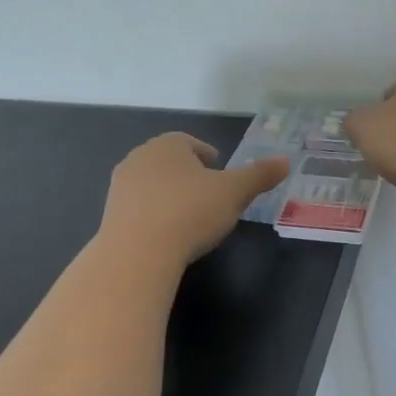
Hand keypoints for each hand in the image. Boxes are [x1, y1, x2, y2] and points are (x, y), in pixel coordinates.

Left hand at [100, 133, 289, 265]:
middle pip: (168, 161)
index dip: (206, 154)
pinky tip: (168, 234)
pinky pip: (138, 209)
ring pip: (151, 184)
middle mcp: (139, 159)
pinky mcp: (109, 216)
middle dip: (187, 173)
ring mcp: (120, 188)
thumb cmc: (190, 212)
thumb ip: (259, 175)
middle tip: (208, 191)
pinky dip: (154, 215)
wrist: (137, 254)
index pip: (189, 142)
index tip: (219, 168)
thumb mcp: (234, 193)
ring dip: (169, 194)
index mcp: (168, 146)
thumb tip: (286, 160)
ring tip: (189, 215)